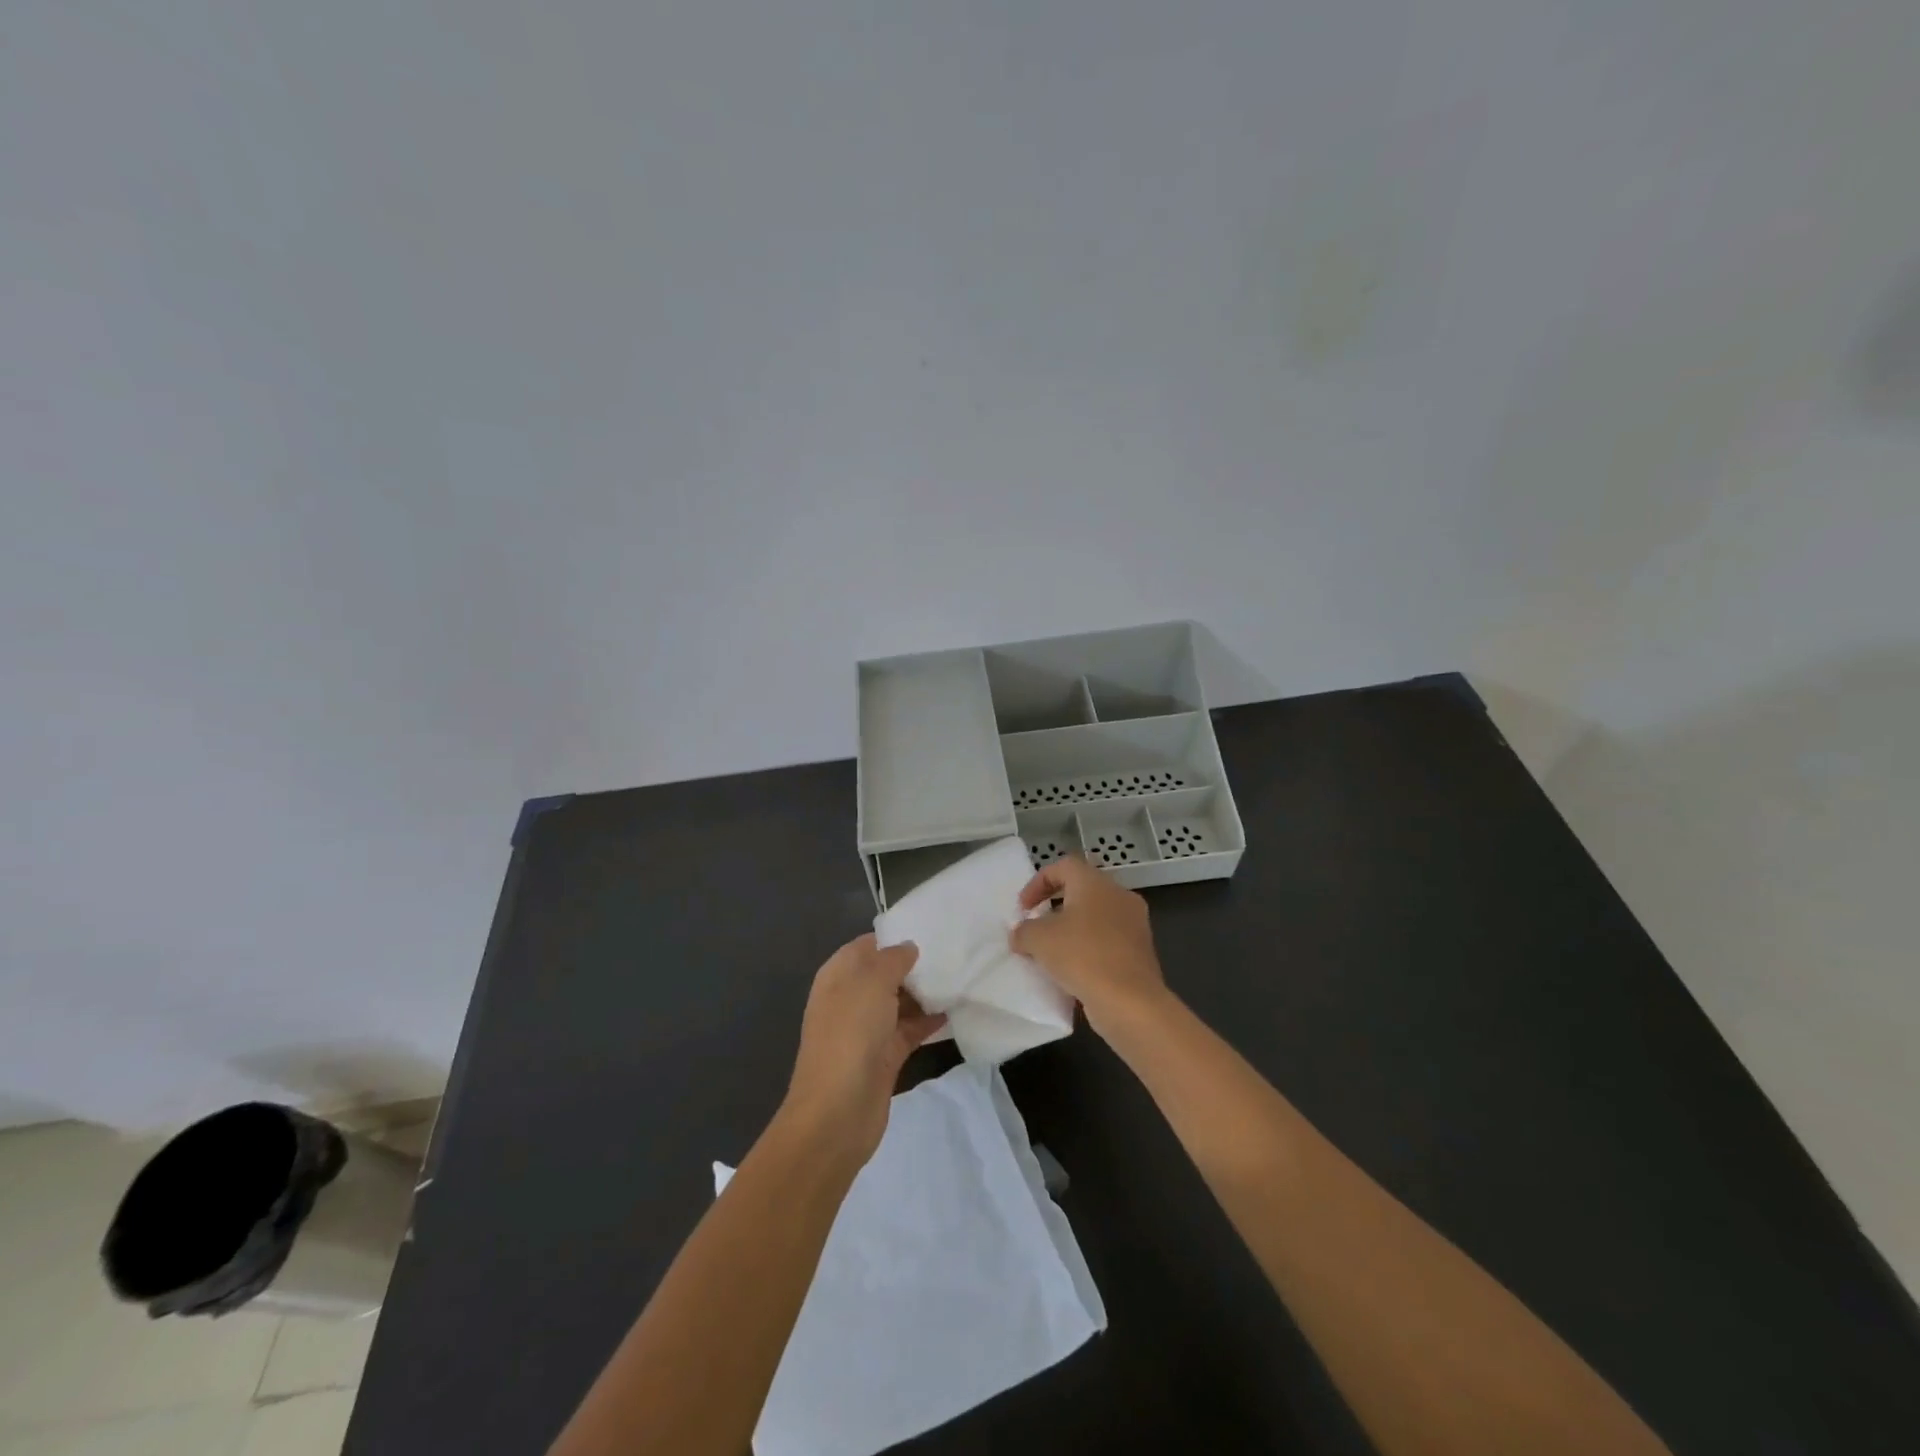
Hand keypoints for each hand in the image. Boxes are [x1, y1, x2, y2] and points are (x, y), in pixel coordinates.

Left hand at [782, 935, 945, 1164]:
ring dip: (926, 993)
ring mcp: (867, 1029)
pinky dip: (930, 1021)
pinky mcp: (885, 1055)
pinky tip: (955, 1011)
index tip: (931, 929)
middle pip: (886, 973)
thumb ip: (892, 959)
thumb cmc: (850, 1035)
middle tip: (954, 952)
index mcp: (838, 975)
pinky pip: (911, 1029)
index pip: (868, 945)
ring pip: (900, 1001)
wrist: (837, 1112)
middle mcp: (851, 998)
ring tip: (961, 978)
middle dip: (915, 965)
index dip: (895, 937)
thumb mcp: (871, 983)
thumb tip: (909, 947)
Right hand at [1010, 856, 1168, 1036]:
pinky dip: (1089, 949)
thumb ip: (1023, 930)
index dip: (1038, 883)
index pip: (1063, 866)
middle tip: (1037, 927)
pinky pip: (1108, 941)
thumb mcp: (1038, 939)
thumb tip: (1021, 934)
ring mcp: (1135, 924)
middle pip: (1081, 890)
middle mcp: (1119, 895)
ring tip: (1052, 953)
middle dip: (1055, 907)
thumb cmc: (1082, 956)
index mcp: (1095, 882)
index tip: (1023, 909)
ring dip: (1072, 930)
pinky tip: (1074, 971)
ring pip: (1096, 917)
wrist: (1130, 1001)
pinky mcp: (1141, 951)